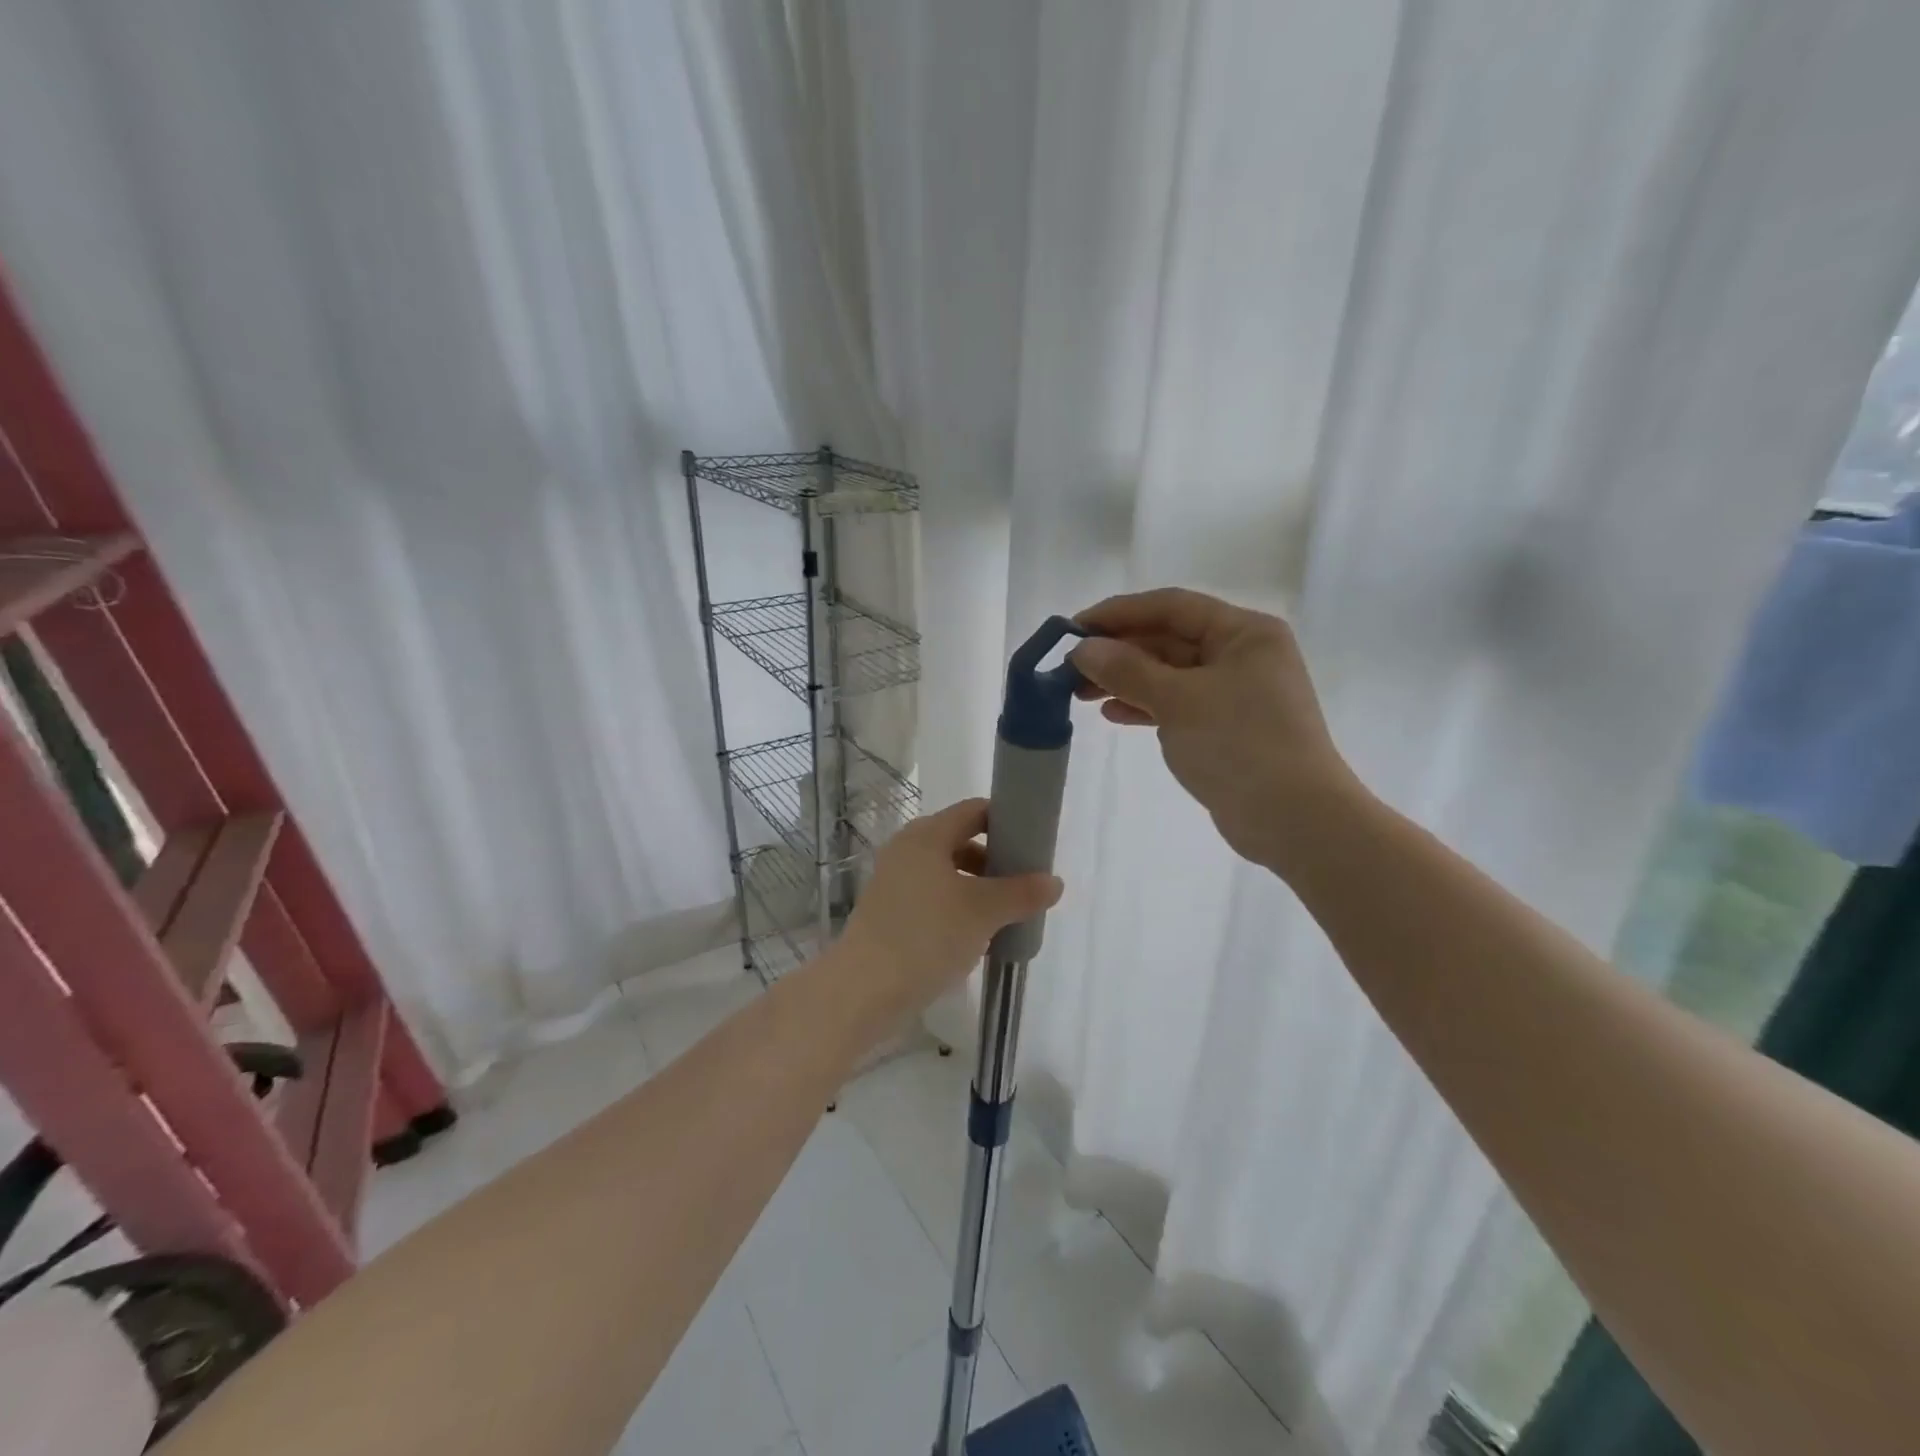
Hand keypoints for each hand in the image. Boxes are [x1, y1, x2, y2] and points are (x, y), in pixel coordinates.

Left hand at [834, 799, 1063, 1020]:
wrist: (864, 990)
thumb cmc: (926, 936)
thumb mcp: (983, 912)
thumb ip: (1022, 893)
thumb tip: (1055, 882)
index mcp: (927, 836)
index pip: (974, 811)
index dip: (1006, 822)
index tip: (1034, 845)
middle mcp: (907, 850)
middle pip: (961, 841)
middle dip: (995, 861)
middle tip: (1025, 885)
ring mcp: (894, 881)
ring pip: (947, 873)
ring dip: (978, 888)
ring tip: (1006, 915)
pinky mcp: (889, 911)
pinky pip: (932, 897)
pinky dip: (957, 907)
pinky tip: (977, 935)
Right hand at [1070, 588, 1363, 874]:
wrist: (1295, 819)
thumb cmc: (1239, 745)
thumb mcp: (1177, 700)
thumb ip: (1126, 670)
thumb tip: (1082, 649)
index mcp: (1244, 632)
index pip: (1171, 607)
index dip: (1118, 613)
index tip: (1072, 628)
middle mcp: (1243, 654)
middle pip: (1169, 639)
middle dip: (1118, 651)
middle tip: (1070, 667)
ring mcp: (1236, 693)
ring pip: (1169, 674)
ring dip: (1126, 680)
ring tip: (1080, 693)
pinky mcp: (1227, 727)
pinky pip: (1178, 704)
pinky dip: (1145, 706)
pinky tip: (1113, 714)